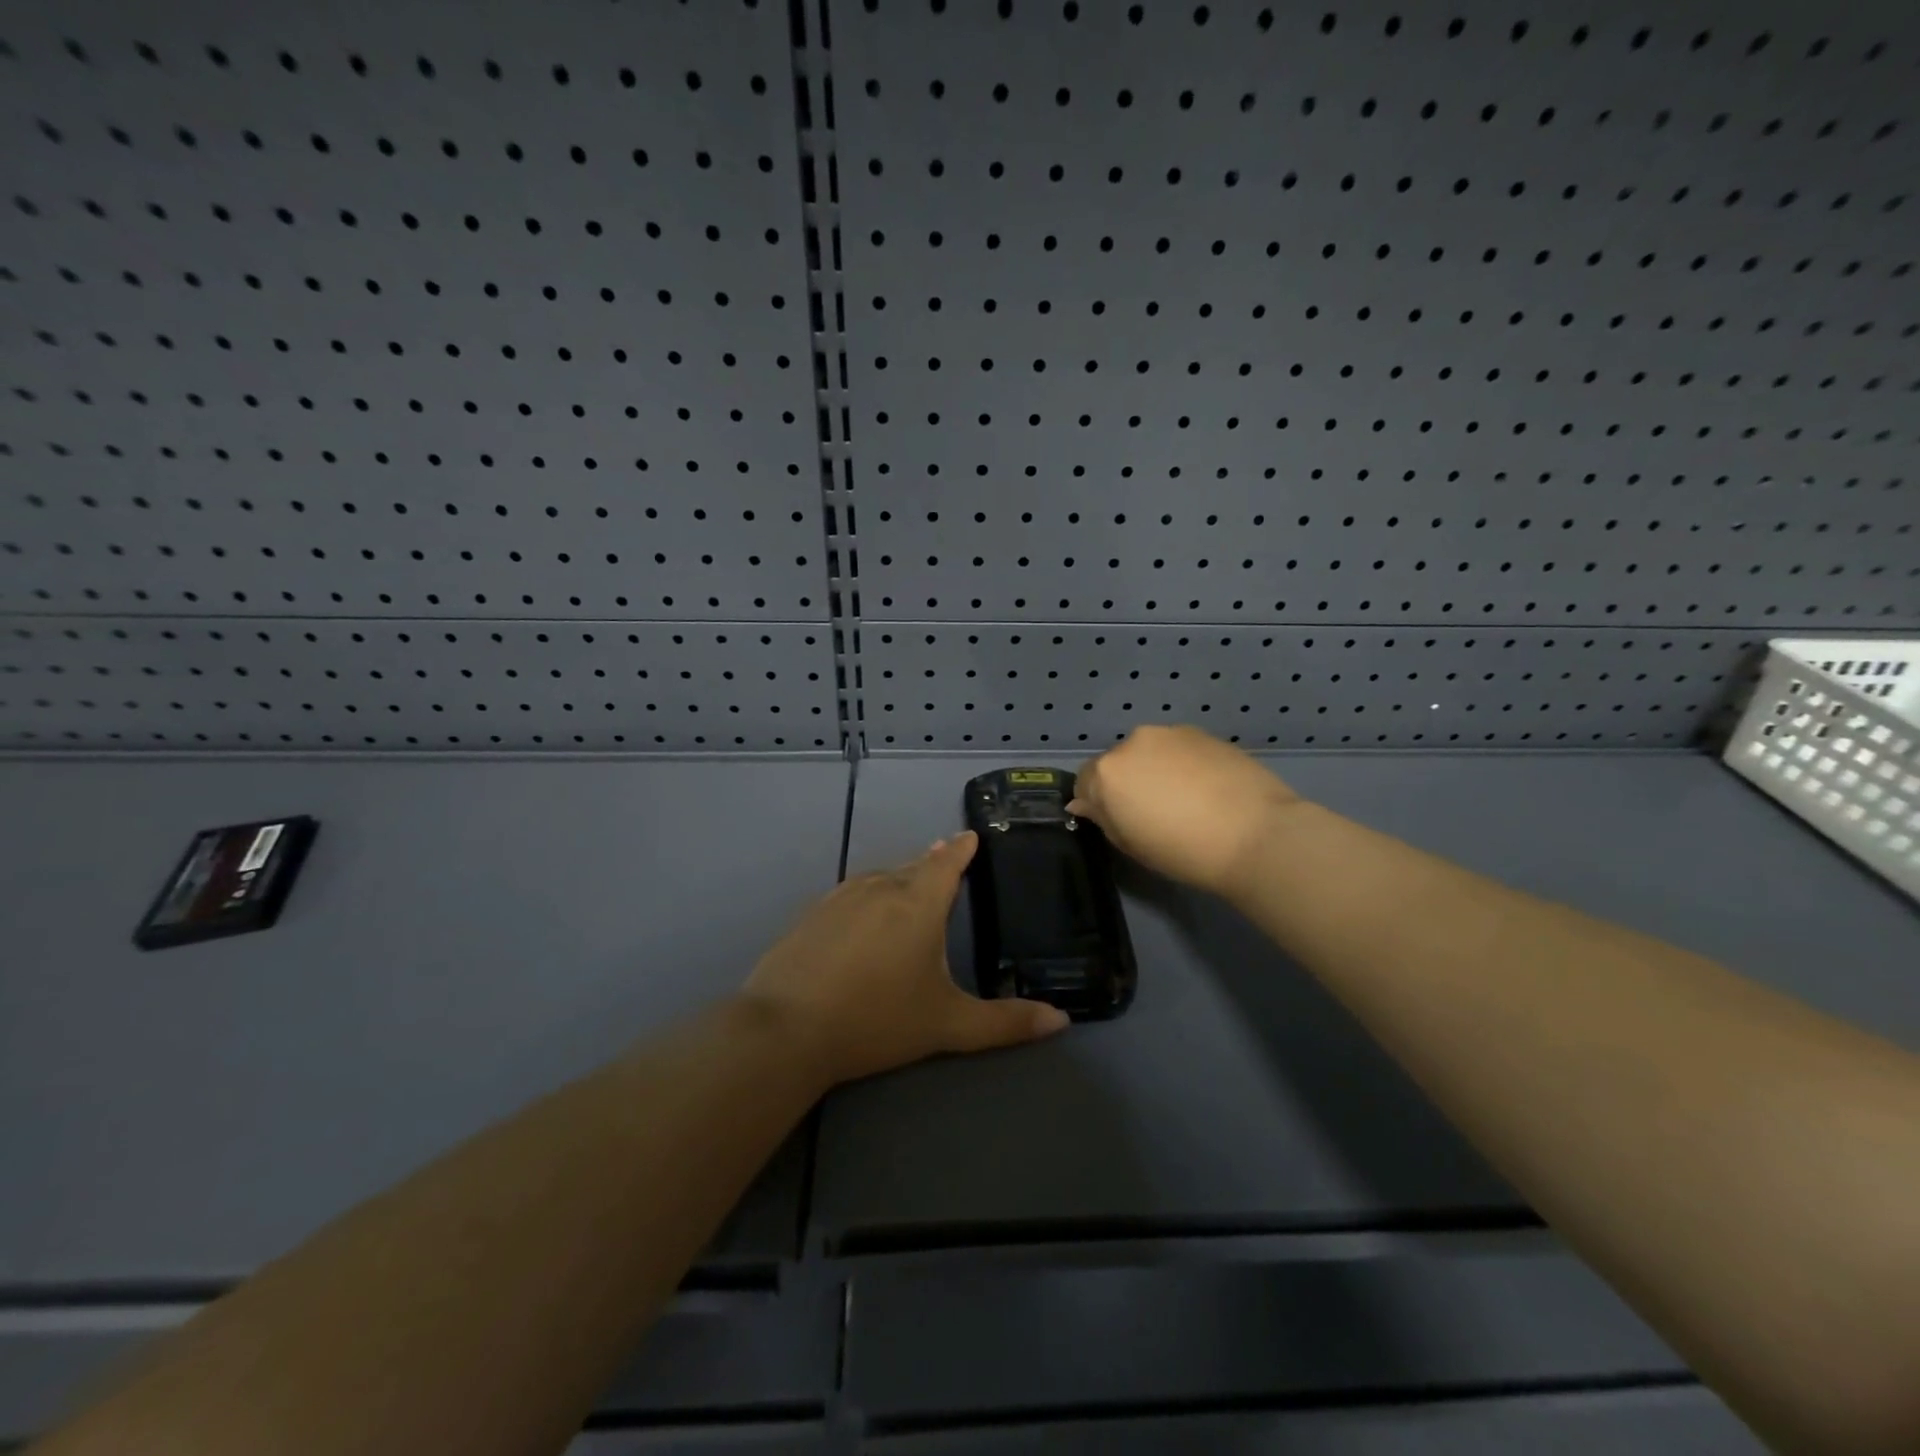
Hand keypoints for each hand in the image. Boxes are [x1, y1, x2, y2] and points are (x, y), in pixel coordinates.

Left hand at [740, 832, 1069, 1086]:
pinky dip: (868, 896)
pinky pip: (852, 894)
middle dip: (932, 864)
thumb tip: (1061, 1022)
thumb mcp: (948, 1025)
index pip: (946, 863)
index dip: (961, 849)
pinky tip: (864, 916)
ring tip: (910, 887)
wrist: (786, 1029)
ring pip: (880, 878)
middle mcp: (881, 888)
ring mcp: (841, 898)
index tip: (970, 836)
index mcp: (918, 903)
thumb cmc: (876, 1019)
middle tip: (946, 864)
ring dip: (899, 878)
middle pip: (914, 867)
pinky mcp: (812, 914)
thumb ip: (1005, 1023)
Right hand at [1070, 724, 1302, 898]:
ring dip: (1156, 770)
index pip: (1084, 782)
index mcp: (1107, 772)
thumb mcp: (1131, 845)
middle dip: (1128, 782)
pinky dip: (1184, 765)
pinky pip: (1180, 749)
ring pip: (1150, 752)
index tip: (1119, 822)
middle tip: (1154, 813)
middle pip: (1118, 762)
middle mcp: (1133, 742)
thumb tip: (1083, 803)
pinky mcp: (1204, 733)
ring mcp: (1171, 733)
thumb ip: (1102, 818)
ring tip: (1185, 800)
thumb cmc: (1183, 850)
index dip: (1097, 803)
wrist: (1255, 834)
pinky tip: (1206, 790)